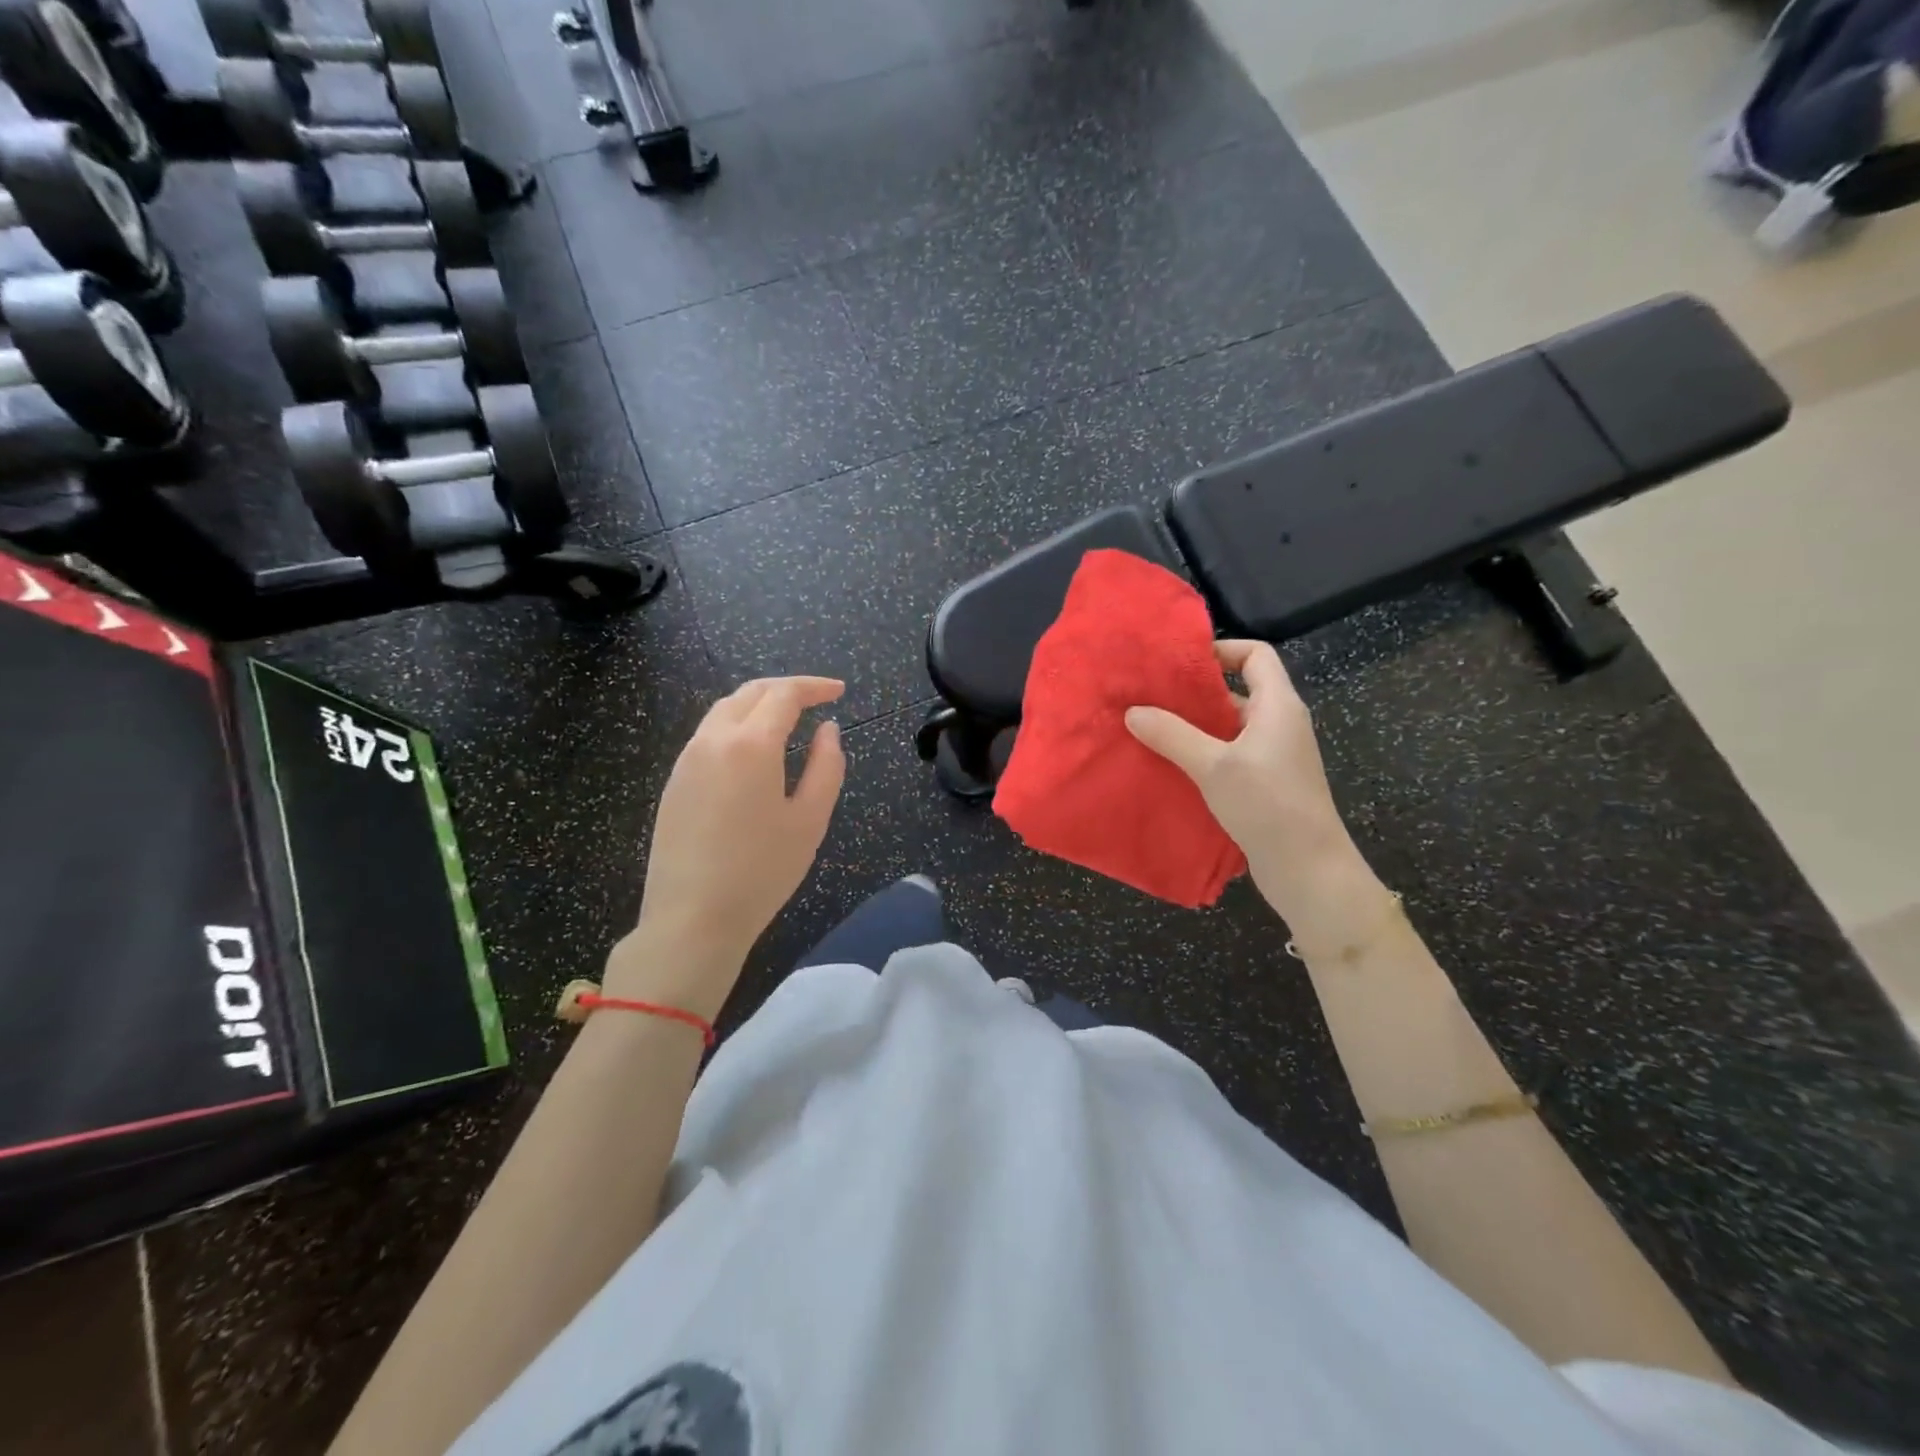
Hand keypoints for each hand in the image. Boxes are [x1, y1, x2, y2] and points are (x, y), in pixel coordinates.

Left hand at [610, 676, 846, 1020]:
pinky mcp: (674, 782)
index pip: (784, 695)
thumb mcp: (810, 820)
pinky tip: (753, 750)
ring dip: (758, 703)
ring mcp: (687, 759)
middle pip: (750, 693)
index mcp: (751, 744)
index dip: (814, 686)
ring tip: (787, 718)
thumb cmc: (762, 871)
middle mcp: (713, 739)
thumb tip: (828, 730)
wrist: (692, 918)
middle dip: (786, 688)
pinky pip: (708, 735)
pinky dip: (737, 725)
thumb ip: (827, 766)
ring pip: (724, 710)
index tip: (839, 691)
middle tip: (817, 698)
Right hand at [1125, 641, 1378, 932]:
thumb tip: (1133, 711)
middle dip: (1195, 691)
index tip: (1180, 662)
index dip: (1221, 649)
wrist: (1309, 869)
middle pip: (1238, 690)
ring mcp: (1274, 755)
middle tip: (1151, 695)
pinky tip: (1170, 764)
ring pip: (1229, 726)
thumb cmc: (1268, 805)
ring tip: (1151, 728)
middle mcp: (1279, 723)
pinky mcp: (1265, 782)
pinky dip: (1202, 753)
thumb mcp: (1214, 766)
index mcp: (1278, 705)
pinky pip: (1229, 754)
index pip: (1255, 655)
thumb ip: (1172, 735)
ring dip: (1194, 726)